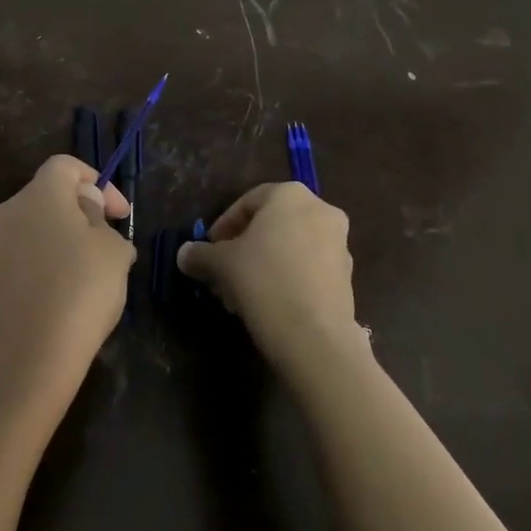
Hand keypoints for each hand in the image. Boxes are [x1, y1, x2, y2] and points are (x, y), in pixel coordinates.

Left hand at [0, 156, 134, 427]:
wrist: (17, 367)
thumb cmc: (77, 296)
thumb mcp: (112, 253)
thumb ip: (100, 221)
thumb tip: (85, 212)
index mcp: (37, 197)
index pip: (65, 165)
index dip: (97, 182)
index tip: (118, 215)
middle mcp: (3, 217)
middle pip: (44, 202)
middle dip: (78, 220)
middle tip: (106, 253)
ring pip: (28, 240)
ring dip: (56, 252)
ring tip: (84, 289)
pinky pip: (14, 275)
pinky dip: (36, 282)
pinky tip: (54, 315)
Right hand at [176, 183, 360, 376]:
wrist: (315, 335)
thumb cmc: (263, 281)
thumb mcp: (221, 264)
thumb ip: (200, 254)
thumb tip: (184, 254)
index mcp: (290, 195)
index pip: (246, 202)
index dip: (222, 226)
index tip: (208, 251)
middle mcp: (320, 211)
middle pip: (269, 226)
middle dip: (242, 249)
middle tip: (221, 274)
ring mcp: (339, 244)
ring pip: (288, 248)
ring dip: (261, 266)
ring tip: (238, 295)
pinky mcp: (346, 275)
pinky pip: (306, 268)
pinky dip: (284, 279)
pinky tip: (265, 305)